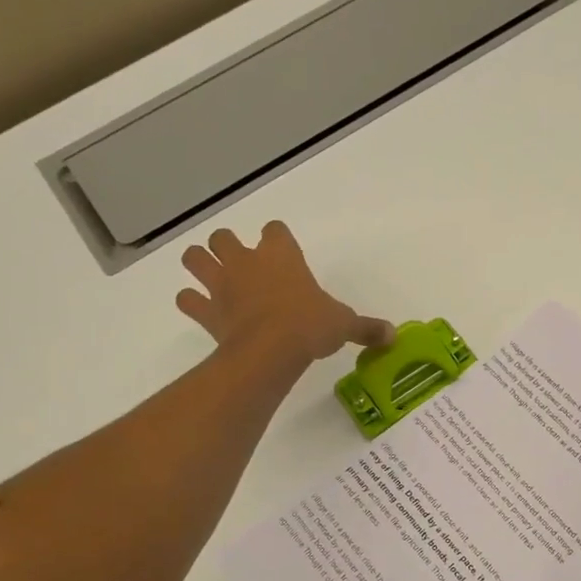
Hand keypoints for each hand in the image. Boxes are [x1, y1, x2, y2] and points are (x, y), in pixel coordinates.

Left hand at [176, 221, 392, 364]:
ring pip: (194, 257)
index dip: (276, 239)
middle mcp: (246, 261)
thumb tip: (393, 335)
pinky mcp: (206, 310)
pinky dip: (191, 303)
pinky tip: (201, 310)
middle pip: (223, 236)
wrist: (271, 350)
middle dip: (227, 246)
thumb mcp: (344, 325)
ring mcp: (221, 284)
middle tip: (242, 266)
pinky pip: (187, 300)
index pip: (274, 229)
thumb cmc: (310, 326)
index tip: (283, 253)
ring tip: (212, 279)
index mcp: (281, 255)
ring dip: (199, 264)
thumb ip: (366, 327)